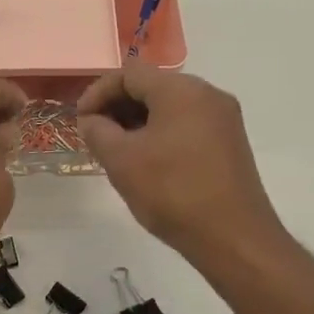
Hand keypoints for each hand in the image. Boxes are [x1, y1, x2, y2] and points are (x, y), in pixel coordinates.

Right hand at [76, 63, 286, 266]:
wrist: (234, 239)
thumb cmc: (173, 192)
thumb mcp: (121, 160)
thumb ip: (97, 131)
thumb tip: (92, 120)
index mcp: (182, 90)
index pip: (129, 74)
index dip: (97, 93)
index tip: (80, 121)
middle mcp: (208, 94)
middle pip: (151, 86)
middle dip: (117, 107)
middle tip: (95, 136)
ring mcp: (223, 119)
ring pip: (169, 107)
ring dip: (137, 122)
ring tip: (116, 151)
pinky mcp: (230, 143)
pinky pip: (186, 124)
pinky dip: (160, 134)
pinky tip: (146, 161)